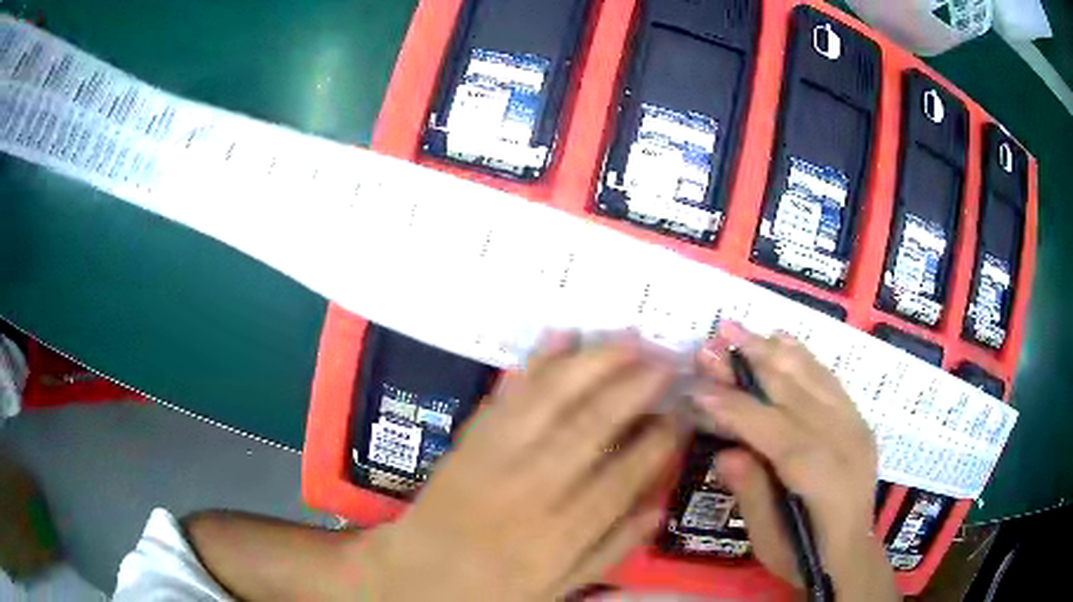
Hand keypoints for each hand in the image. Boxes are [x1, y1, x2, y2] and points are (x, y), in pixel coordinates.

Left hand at [354, 333, 684, 600]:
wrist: (415, 577)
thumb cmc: (492, 590)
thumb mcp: (560, 589)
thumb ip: (611, 550)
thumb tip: (659, 507)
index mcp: (561, 535)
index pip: (624, 477)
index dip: (659, 441)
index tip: (682, 413)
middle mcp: (533, 490)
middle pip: (593, 426)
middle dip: (637, 386)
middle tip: (669, 361)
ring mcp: (495, 459)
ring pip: (552, 399)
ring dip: (594, 363)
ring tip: (630, 339)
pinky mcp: (468, 441)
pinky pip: (507, 395)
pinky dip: (536, 362)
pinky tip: (563, 335)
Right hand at [693, 324, 898, 600]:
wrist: (852, 554)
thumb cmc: (804, 556)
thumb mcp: (767, 541)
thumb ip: (751, 493)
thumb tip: (725, 452)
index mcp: (823, 479)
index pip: (777, 433)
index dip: (737, 408)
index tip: (700, 387)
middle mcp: (845, 442)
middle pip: (794, 394)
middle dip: (750, 364)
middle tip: (713, 340)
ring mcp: (856, 426)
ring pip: (813, 378)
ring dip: (773, 351)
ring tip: (739, 329)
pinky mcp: (858, 419)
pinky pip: (830, 380)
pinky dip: (804, 357)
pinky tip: (783, 339)